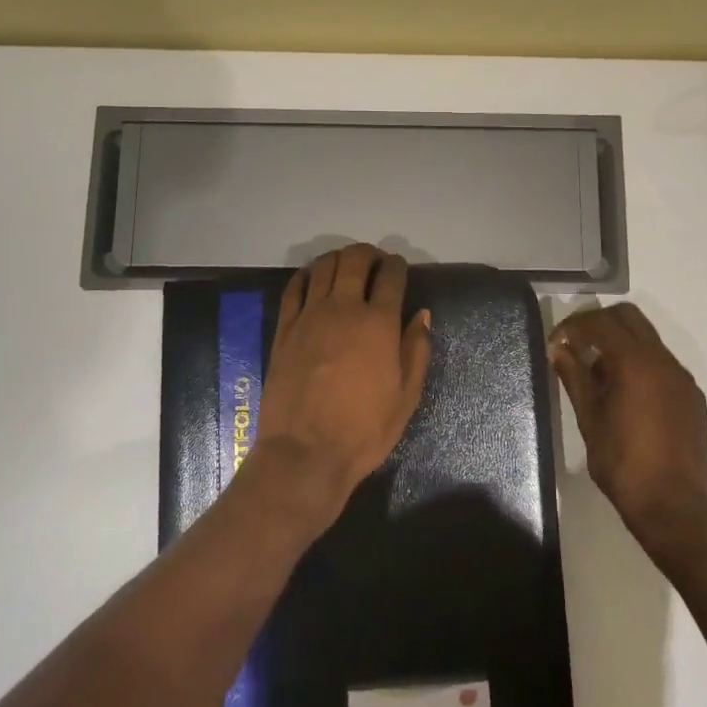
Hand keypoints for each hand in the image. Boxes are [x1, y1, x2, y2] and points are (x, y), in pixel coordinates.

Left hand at [257, 244, 432, 519]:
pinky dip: (307, 275)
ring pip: (324, 267)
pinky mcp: (284, 329)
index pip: (391, 276)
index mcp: (379, 323)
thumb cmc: (364, 430)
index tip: (399, 267)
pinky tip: (313, 278)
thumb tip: (422, 315)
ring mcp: (309, 316)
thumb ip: (416, 350)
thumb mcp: (406, 397)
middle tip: (375, 262)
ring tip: (346, 267)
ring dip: (339, 258)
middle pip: (355, 260)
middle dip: (369, 253)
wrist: (305, 453)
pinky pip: (294, 288)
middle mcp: (344, 308)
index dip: (398, 265)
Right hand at [550, 304, 706, 559]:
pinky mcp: (691, 396)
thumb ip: (574, 376)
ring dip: (619, 344)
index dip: (573, 326)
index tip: (555, 343)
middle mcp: (664, 361)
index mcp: (636, 362)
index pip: (601, 323)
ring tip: (596, 375)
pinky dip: (638, 363)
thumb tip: (558, 349)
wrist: (673, 506)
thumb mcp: (589, 419)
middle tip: (574, 346)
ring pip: (647, 339)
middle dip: (598, 324)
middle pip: (628, 318)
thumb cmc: (623, 463)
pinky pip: (661, 363)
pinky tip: (623, 394)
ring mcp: (682, 378)